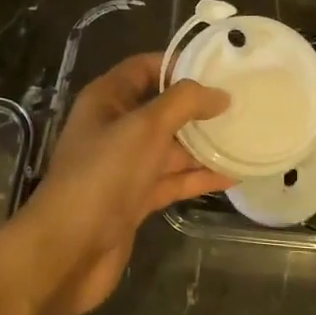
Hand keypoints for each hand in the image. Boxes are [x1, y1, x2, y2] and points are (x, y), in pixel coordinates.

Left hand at [13, 54, 231, 314]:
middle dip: (198, 107)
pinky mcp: (135, 199)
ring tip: (246, 137)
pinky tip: (233, 174)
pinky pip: (172, 179)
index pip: (144, 68)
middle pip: (162, 108)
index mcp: (107, 100)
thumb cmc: (103, 175)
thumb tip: (219, 94)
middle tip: (243, 102)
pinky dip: (198, 177)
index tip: (220, 67)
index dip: (178, 64)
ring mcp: (125, 166)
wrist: (68, 250)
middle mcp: (115, 128)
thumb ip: (183, 103)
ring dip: (204, 144)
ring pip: (170, 147)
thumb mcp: (144, 128)